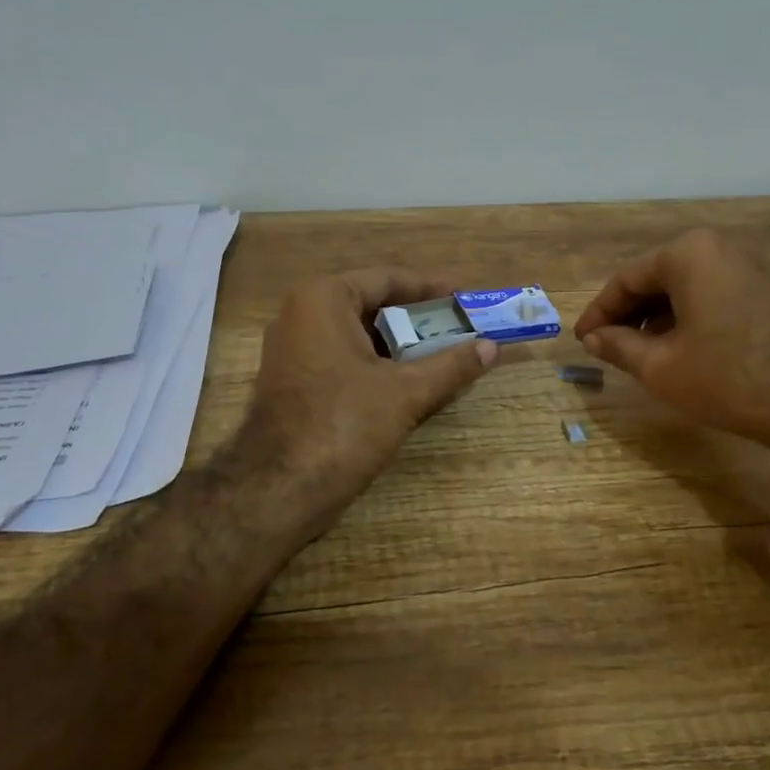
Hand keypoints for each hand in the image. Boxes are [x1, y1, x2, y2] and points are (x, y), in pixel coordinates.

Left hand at [245, 269, 495, 534]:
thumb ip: (451, 366)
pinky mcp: (295, 383)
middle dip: (418, 320)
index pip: (386, 278)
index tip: (464, 296)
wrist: (277, 490)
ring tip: (445, 356)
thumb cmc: (343, 424)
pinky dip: (378, 367)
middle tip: (460, 328)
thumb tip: (492, 348)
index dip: (430, 288)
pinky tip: (412, 383)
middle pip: (372, 307)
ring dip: (401, 346)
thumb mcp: (405, 392)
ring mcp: (294, 352)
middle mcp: (301, 316)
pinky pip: (345, 361)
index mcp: (323, 300)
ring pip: (359, 337)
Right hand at [573, 229, 769, 464]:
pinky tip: (675, 348)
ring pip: (684, 288)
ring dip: (656, 317)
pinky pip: (711, 295)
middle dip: (628, 314)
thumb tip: (592, 339)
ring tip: (636, 352)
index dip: (599, 312)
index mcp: (688, 253)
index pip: (626, 279)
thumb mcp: (659, 366)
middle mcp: (719, 248)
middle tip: (606, 346)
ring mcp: (748, 267)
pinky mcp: (765, 290)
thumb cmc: (725, 377)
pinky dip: (686, 317)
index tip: (582, 340)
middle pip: (656, 278)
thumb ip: (618, 345)